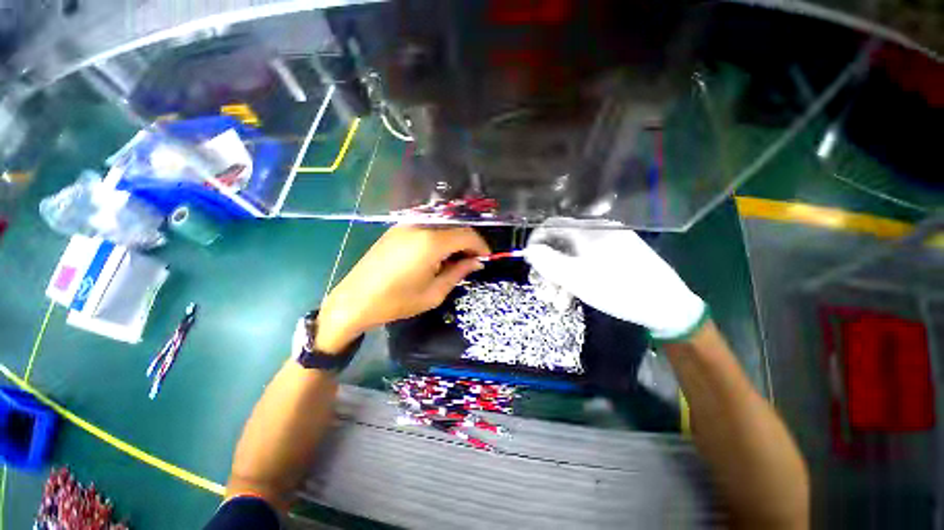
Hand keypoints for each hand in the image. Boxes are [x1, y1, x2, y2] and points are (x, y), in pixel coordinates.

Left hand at [316, 225, 489, 351]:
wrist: (355, 300)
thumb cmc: (397, 301)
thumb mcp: (434, 292)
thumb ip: (459, 272)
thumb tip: (476, 262)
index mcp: (431, 241)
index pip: (467, 235)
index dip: (481, 246)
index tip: (486, 259)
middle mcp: (420, 226)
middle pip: (455, 227)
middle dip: (468, 243)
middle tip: (471, 262)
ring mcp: (406, 225)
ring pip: (441, 226)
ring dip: (453, 240)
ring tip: (454, 261)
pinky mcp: (397, 229)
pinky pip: (426, 228)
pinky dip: (438, 238)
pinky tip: (436, 256)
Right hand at [524, 217, 705, 339]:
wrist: (668, 307)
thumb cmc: (619, 289)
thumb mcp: (577, 278)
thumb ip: (548, 262)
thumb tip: (530, 250)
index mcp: (589, 230)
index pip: (552, 225)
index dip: (536, 242)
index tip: (528, 262)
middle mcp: (598, 233)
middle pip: (561, 246)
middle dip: (548, 270)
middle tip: (543, 292)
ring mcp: (608, 246)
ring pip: (573, 259)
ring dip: (560, 281)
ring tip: (558, 304)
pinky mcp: (615, 259)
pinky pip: (587, 265)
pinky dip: (575, 281)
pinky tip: (571, 300)